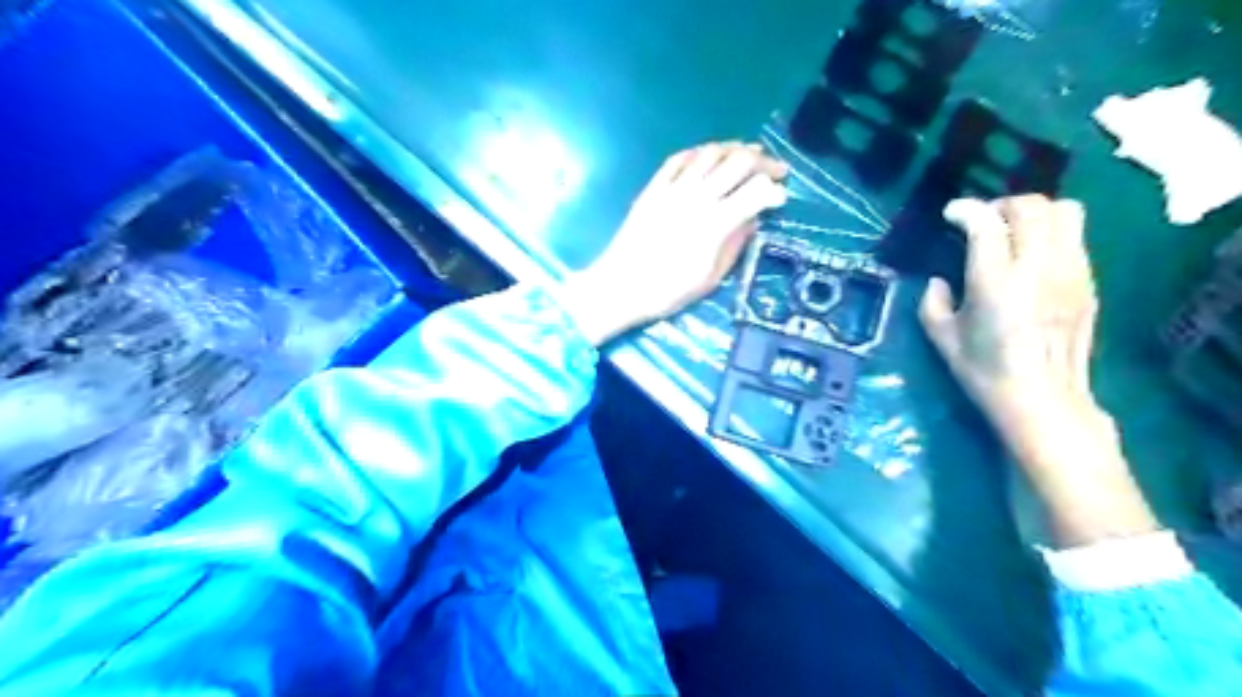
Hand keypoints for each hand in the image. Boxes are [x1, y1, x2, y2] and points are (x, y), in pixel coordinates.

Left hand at [561, 143, 785, 346]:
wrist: (620, 286)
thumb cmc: (668, 291)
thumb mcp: (710, 278)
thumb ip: (735, 245)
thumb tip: (752, 220)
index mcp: (716, 224)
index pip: (756, 192)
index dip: (775, 190)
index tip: (782, 196)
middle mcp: (698, 198)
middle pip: (738, 162)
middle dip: (764, 160)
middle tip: (777, 169)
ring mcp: (673, 189)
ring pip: (711, 153)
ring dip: (735, 148)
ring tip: (749, 154)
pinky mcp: (653, 187)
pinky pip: (680, 158)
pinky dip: (700, 151)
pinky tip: (710, 155)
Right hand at [916, 193, 1158, 542]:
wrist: (1042, 399)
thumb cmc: (984, 371)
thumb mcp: (941, 338)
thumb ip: (932, 302)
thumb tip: (939, 281)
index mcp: (995, 282)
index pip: (986, 223)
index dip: (965, 210)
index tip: (951, 215)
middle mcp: (1037, 268)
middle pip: (1031, 207)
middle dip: (1002, 204)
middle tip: (984, 220)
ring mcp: (1070, 272)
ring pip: (1064, 212)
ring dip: (1034, 213)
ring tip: (1014, 230)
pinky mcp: (1087, 282)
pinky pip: (1075, 237)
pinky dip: (1053, 233)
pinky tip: (1034, 256)